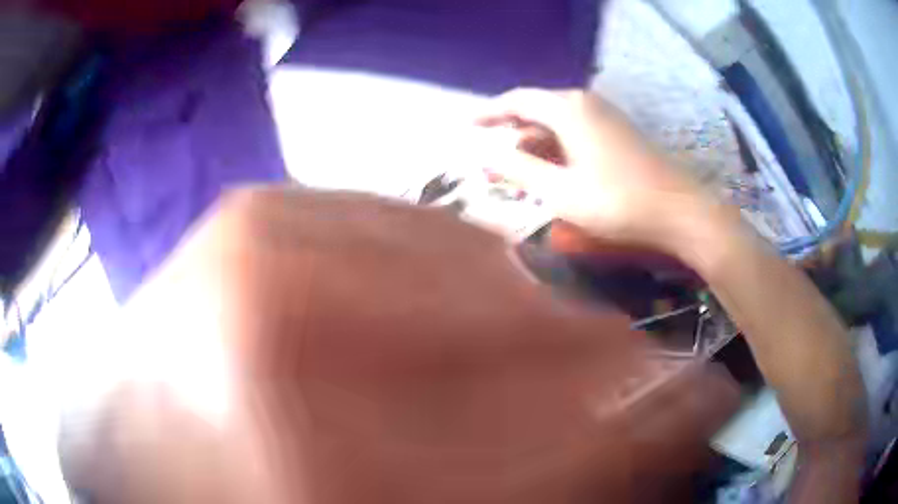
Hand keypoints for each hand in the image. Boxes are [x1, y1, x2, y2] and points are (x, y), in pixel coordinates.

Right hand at [477, 89, 714, 253]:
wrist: (679, 210)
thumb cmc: (618, 202)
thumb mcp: (560, 190)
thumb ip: (518, 168)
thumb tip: (485, 154)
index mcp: (567, 109)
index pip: (517, 100)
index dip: (489, 113)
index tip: (468, 126)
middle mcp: (585, 102)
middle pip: (537, 108)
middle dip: (512, 132)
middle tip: (492, 159)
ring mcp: (605, 115)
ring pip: (557, 120)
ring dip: (535, 142)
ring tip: (518, 170)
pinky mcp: (618, 131)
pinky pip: (576, 130)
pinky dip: (557, 146)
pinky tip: (554, 169)